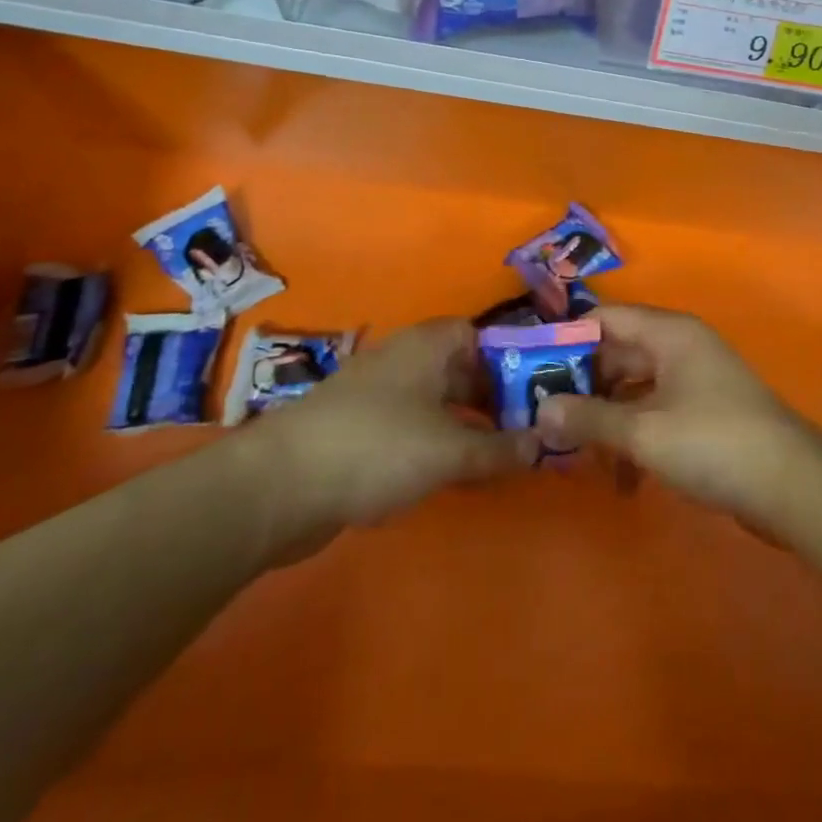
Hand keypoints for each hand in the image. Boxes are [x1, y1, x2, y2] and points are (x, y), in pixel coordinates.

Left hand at [232, 319, 535, 564]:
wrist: (280, 485)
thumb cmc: (378, 447)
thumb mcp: (450, 450)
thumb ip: (499, 449)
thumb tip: (542, 445)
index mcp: (427, 345)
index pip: (478, 335)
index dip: (508, 359)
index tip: (533, 393)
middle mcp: (403, 359)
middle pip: (459, 369)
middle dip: (491, 398)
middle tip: (524, 431)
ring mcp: (376, 394)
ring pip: (435, 401)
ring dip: (464, 425)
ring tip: (496, 458)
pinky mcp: (357, 429)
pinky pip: (410, 427)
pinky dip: (433, 445)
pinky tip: (448, 475)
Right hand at [535, 305, 821, 522]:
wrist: (792, 486)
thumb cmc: (713, 442)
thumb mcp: (642, 432)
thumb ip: (588, 419)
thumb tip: (539, 411)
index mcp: (667, 333)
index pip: (604, 318)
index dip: (565, 339)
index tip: (529, 367)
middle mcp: (680, 347)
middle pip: (617, 353)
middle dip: (581, 385)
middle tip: (543, 416)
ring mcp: (694, 380)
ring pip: (634, 387)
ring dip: (606, 417)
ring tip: (574, 451)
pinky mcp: (704, 413)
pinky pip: (655, 412)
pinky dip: (634, 435)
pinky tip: (621, 477)